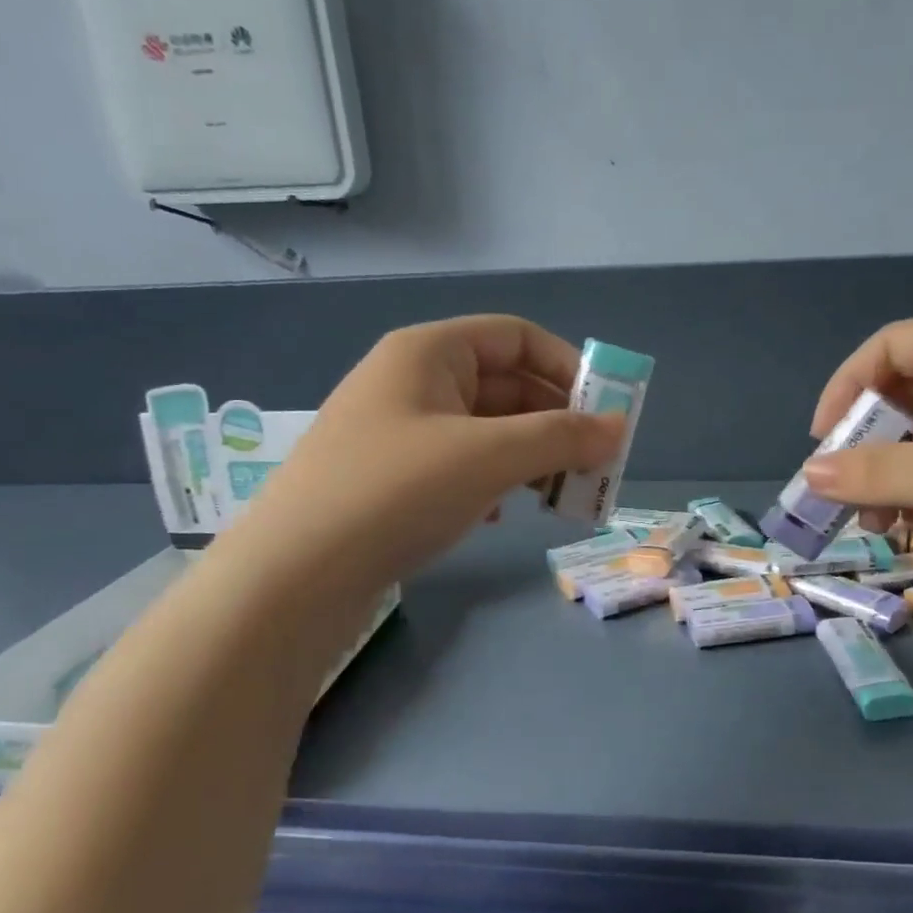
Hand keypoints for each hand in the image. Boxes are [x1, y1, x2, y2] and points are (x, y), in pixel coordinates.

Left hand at [229, 316, 622, 584]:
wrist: (294, 575)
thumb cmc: (396, 491)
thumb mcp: (488, 456)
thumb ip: (561, 438)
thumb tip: (618, 428)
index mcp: (429, 352)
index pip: (515, 336)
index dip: (566, 366)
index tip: (604, 411)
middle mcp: (411, 381)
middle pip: (503, 385)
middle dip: (554, 421)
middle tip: (594, 464)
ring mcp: (397, 431)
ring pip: (484, 429)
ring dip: (528, 455)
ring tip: (558, 494)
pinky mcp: (390, 478)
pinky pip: (459, 464)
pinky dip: (492, 481)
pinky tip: (500, 513)